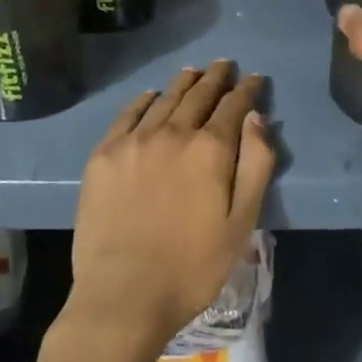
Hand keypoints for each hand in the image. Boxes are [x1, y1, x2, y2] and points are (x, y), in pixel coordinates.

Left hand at [63, 61, 274, 361]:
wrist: (123, 296)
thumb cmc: (193, 266)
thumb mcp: (242, 222)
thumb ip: (256, 165)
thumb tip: (256, 117)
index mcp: (210, 149)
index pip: (234, 106)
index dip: (247, 89)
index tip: (254, 78)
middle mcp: (173, 133)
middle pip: (198, 95)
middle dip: (216, 78)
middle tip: (224, 65)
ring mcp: (134, 141)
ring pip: (164, 99)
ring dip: (183, 83)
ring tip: (193, 73)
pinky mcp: (104, 155)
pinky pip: (128, 115)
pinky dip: (144, 100)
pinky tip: (151, 96)